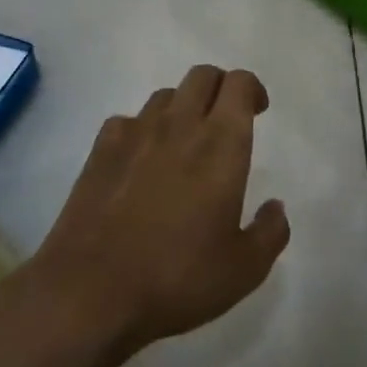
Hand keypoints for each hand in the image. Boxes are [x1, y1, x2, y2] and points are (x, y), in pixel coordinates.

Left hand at [35, 65, 289, 356]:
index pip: (239, 84)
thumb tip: (276, 207)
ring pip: (166, 95)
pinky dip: (142, 130)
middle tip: (226, 120)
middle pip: (202, 75)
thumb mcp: (244, 270)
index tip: (258, 111)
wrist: (90, 291)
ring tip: (184, 143)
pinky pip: (128, 120)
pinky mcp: (100, 149)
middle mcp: (180, 125)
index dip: (252, 89)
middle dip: (220, 87)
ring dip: (183, 108)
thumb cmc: (177, 278)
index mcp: (221, 144)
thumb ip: (270, 232)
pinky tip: (141, 161)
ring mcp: (135, 133)